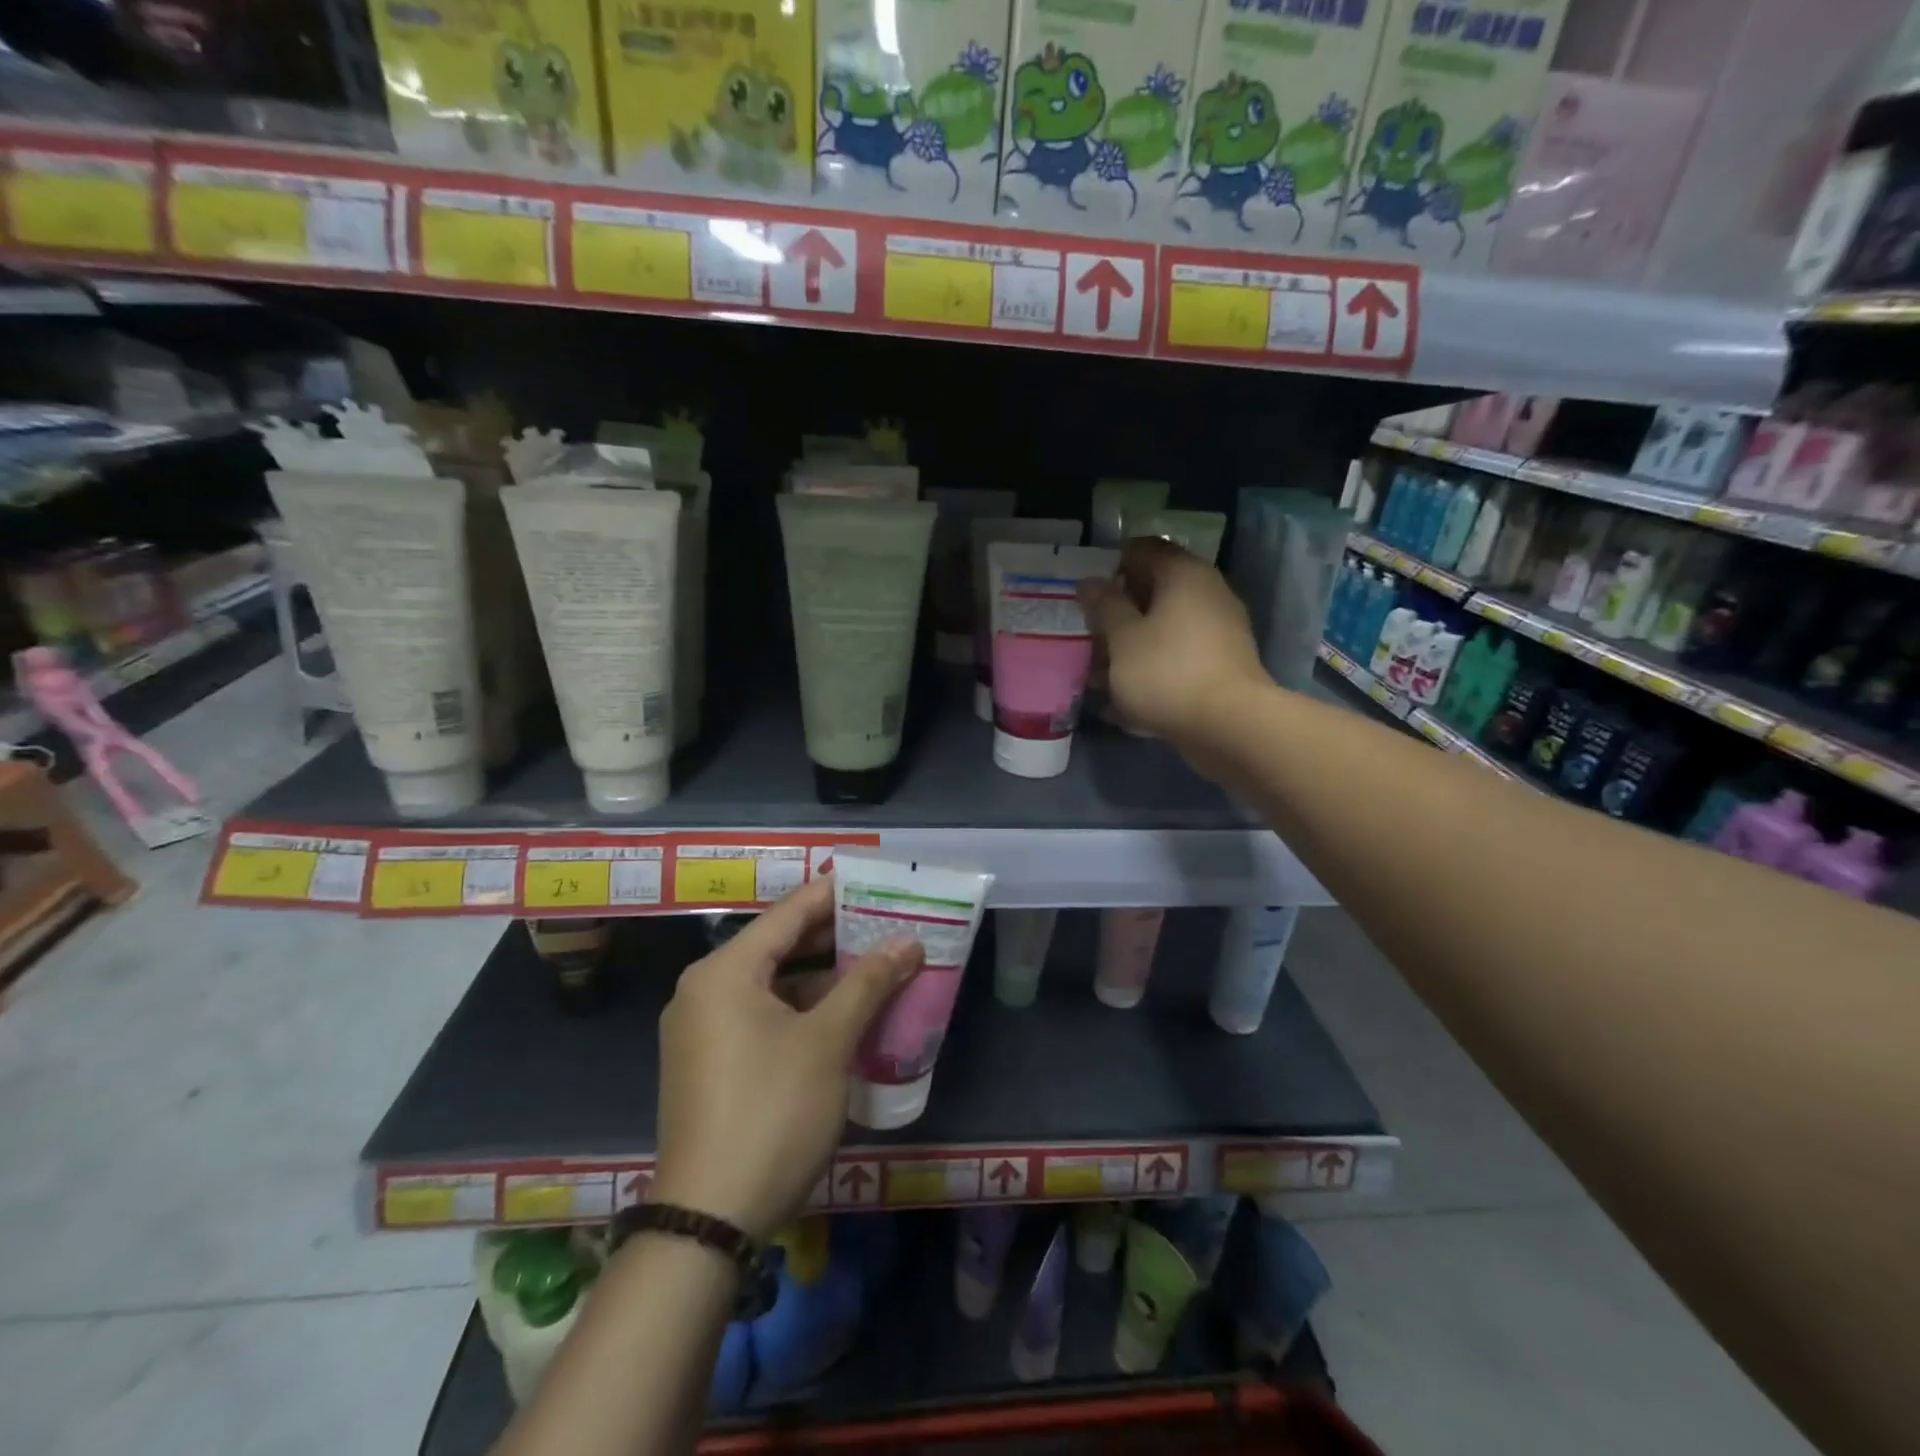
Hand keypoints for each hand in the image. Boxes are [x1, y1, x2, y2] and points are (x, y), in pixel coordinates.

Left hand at [652, 877, 922, 1239]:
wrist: (709, 1219)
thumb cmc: (772, 1112)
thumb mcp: (828, 1042)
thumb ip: (868, 983)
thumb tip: (908, 942)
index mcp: (724, 972)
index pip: (788, 914)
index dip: (834, 894)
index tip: (875, 881)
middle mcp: (705, 990)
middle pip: (778, 946)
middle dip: (835, 937)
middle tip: (886, 925)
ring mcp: (703, 1029)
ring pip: (772, 984)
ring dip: (822, 977)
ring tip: (875, 967)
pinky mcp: (709, 1063)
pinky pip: (761, 1015)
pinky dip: (801, 1009)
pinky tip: (843, 1016)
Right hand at [1077, 537, 1266, 753]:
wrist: (1228, 726)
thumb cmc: (1166, 672)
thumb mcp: (1122, 637)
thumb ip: (1104, 606)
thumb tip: (1090, 581)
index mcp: (1183, 574)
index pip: (1144, 548)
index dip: (1111, 563)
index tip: (1086, 589)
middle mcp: (1207, 593)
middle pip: (1155, 589)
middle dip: (1118, 610)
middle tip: (1087, 631)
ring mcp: (1218, 630)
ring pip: (1164, 627)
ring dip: (1130, 644)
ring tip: (1096, 672)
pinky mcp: (1220, 665)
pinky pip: (1177, 656)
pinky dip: (1151, 667)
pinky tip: (1124, 696)